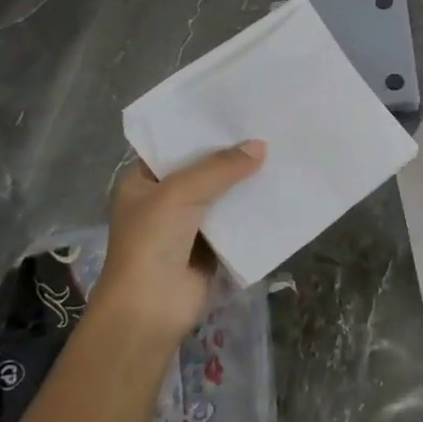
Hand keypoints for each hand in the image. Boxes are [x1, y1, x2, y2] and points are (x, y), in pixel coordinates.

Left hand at [93, 141, 266, 342]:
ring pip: (221, 195)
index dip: (202, 130)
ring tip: (280, 152)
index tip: (235, 112)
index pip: (174, 146)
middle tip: (266, 128)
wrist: (150, 309)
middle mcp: (163, 200)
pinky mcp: (210, 248)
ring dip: (245, 182)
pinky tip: (279, 191)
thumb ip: (221, 167)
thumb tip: (261, 146)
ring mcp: (187, 225)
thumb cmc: (152, 242)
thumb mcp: (181, 193)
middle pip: (202, 170)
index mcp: (142, 182)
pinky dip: (252, 210)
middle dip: (230, 155)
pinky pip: (234, 222)